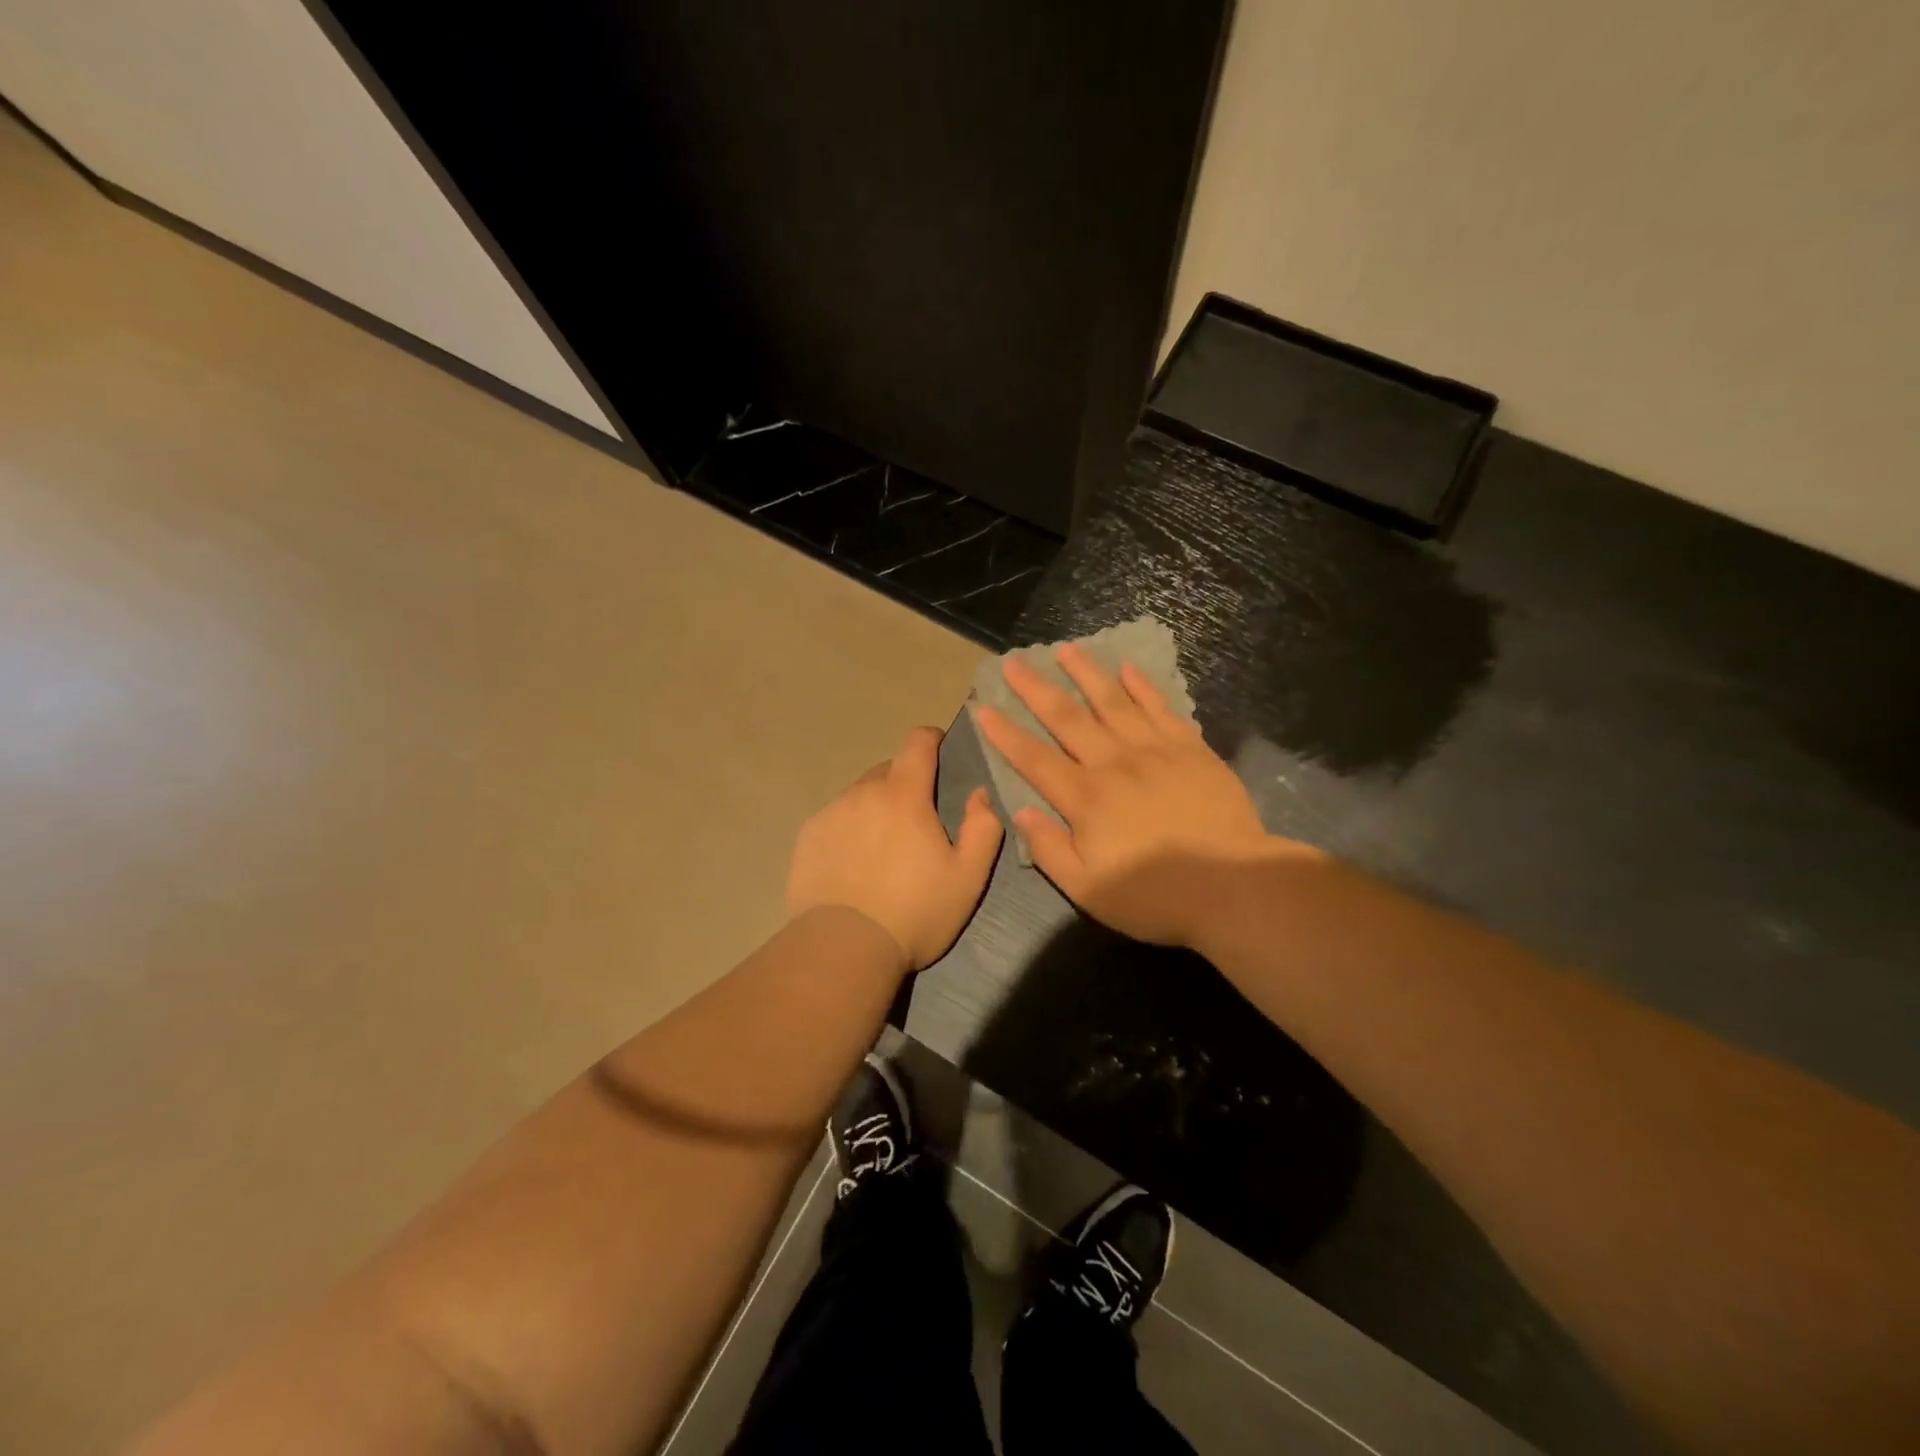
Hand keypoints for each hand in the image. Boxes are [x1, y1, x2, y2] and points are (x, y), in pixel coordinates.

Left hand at [786, 726, 1004, 971]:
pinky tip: (853, 862)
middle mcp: (863, 793)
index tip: (940, 750)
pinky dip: (849, 828)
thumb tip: (980, 792)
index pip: (917, 743)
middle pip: (888, 770)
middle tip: (916, 820)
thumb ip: (983, 827)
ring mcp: (830, 813)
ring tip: (882, 847)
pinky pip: (835, 818)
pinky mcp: (807, 837)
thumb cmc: (915, 912)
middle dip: (905, 783)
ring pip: (859, 795)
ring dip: (875, 807)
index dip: (932, 739)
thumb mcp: (968, 877)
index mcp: (904, 795)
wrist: (844, 948)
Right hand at [972, 644, 1303, 946]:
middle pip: (1067, 718)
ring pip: (1112, 701)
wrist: (1233, 886)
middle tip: (1013, 662)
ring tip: (1066, 649)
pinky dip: (1142, 686)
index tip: (984, 707)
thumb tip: (1021, 811)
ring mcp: (1155, 750)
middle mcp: (1114, 763)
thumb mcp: (1088, 889)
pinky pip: (1161, 708)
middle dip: (1036, 688)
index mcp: (1085, 798)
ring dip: (1086, 673)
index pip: (1034, 758)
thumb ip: (1049, 849)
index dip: (1005, 733)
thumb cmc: (1155, 896)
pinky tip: (1128, 668)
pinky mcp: (1191, 749)